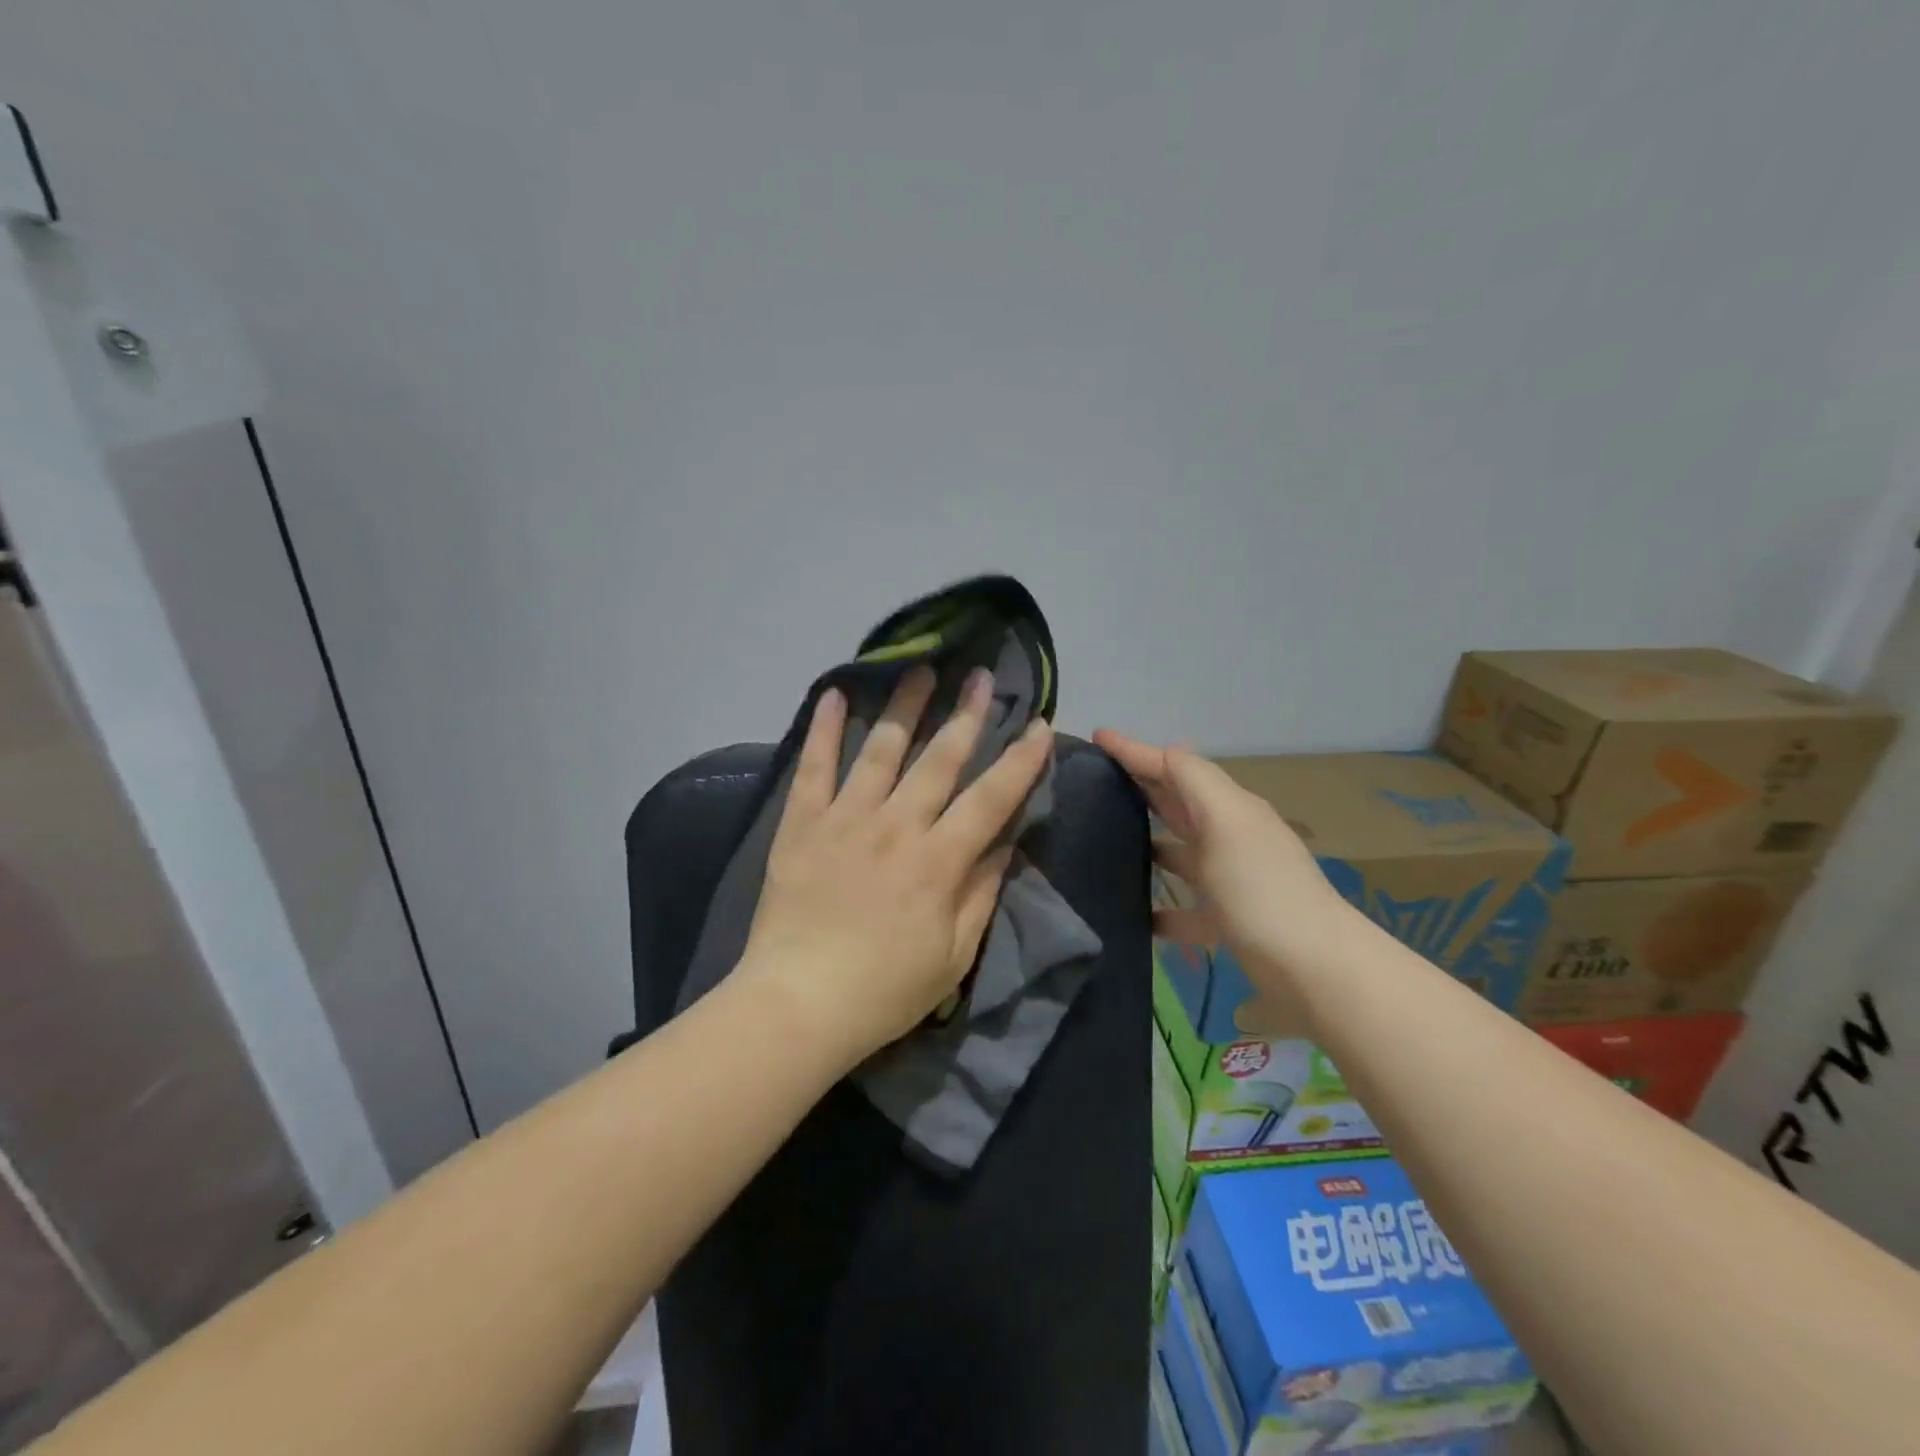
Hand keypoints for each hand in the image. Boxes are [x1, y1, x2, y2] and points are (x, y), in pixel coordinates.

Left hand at [742, 666, 1053, 1066]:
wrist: (798, 1004)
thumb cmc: (885, 990)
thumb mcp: (954, 954)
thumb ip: (981, 892)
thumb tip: (1004, 842)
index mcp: (939, 860)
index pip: (991, 798)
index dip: (1020, 761)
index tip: (1040, 725)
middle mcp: (897, 826)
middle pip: (940, 759)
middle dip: (968, 715)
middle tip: (984, 676)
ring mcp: (846, 819)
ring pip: (882, 749)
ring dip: (906, 706)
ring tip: (922, 668)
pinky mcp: (803, 824)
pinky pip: (814, 767)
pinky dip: (825, 730)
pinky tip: (836, 694)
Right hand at [1092, 730, 1354, 985]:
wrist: (1313, 967)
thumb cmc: (1261, 888)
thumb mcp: (1226, 823)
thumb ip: (1195, 783)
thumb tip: (1166, 751)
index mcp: (1230, 809)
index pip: (1176, 768)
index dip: (1137, 751)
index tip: (1098, 737)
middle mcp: (1230, 838)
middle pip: (1178, 805)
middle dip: (1141, 787)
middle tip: (1094, 780)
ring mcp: (1230, 881)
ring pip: (1180, 853)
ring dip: (1148, 844)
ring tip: (1104, 841)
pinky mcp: (1227, 922)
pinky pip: (1185, 909)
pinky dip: (1160, 908)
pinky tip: (1133, 913)